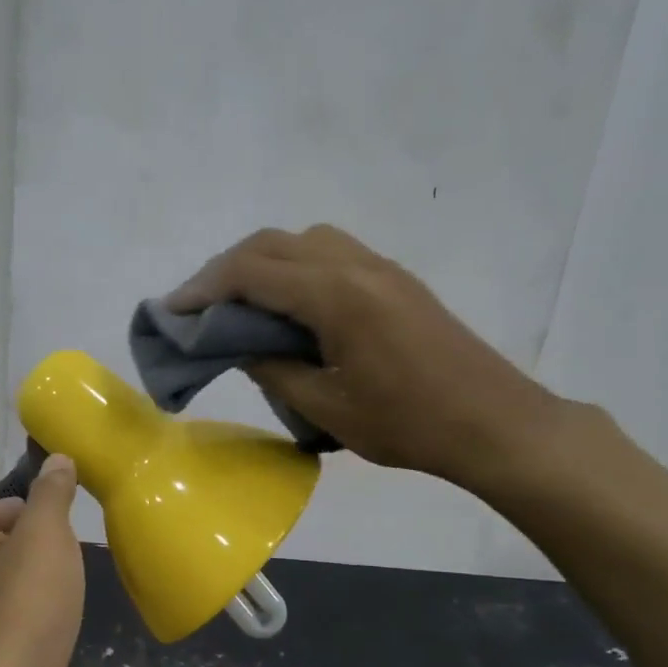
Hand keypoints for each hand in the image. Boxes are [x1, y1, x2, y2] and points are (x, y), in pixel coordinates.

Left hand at [0, 454, 85, 666]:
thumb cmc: (27, 601)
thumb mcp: (45, 533)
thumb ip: (52, 493)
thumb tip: (57, 457)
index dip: (30, 507)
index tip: (59, 521)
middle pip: (16, 540)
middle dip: (47, 544)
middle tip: (72, 552)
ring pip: (27, 577)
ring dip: (52, 579)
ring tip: (73, 586)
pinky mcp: (9, 643)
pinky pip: (35, 611)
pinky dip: (53, 611)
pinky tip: (68, 618)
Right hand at [168, 225, 564, 491]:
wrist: (496, 424)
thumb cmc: (410, 424)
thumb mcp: (328, 408)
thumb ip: (275, 370)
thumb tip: (244, 347)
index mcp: (337, 296)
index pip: (252, 273)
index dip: (203, 289)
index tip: (171, 311)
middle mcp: (356, 266)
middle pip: (271, 244)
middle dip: (224, 271)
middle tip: (196, 308)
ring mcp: (380, 267)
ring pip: (302, 241)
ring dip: (260, 263)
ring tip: (236, 304)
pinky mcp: (394, 279)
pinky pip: (329, 254)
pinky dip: (292, 268)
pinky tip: (286, 306)